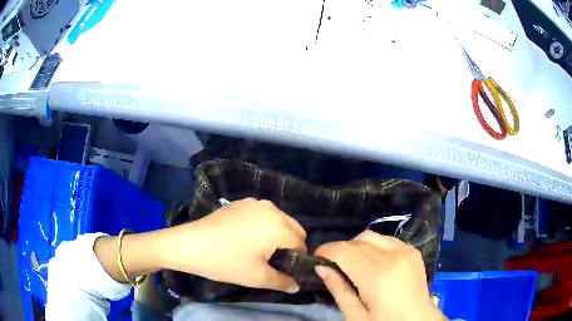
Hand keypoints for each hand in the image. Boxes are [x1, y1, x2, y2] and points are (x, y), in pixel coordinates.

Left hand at [159, 198, 306, 292]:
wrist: (189, 245)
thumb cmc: (225, 262)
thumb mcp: (258, 277)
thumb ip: (283, 282)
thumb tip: (297, 286)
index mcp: (279, 225)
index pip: (301, 244)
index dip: (297, 261)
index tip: (284, 272)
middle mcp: (271, 208)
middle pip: (293, 229)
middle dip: (290, 246)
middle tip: (273, 263)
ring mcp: (254, 203)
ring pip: (278, 221)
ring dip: (277, 236)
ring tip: (260, 252)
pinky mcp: (240, 203)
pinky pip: (263, 216)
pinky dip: (263, 227)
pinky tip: (246, 239)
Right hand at [314, 231, 444, 320]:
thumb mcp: (355, 315)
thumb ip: (338, 289)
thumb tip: (320, 267)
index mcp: (376, 276)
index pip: (344, 251)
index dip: (325, 251)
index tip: (316, 258)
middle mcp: (392, 257)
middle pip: (356, 241)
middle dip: (339, 250)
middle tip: (332, 265)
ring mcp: (405, 251)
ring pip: (371, 236)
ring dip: (356, 246)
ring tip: (352, 263)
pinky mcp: (413, 251)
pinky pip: (387, 239)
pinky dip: (373, 245)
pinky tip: (372, 260)